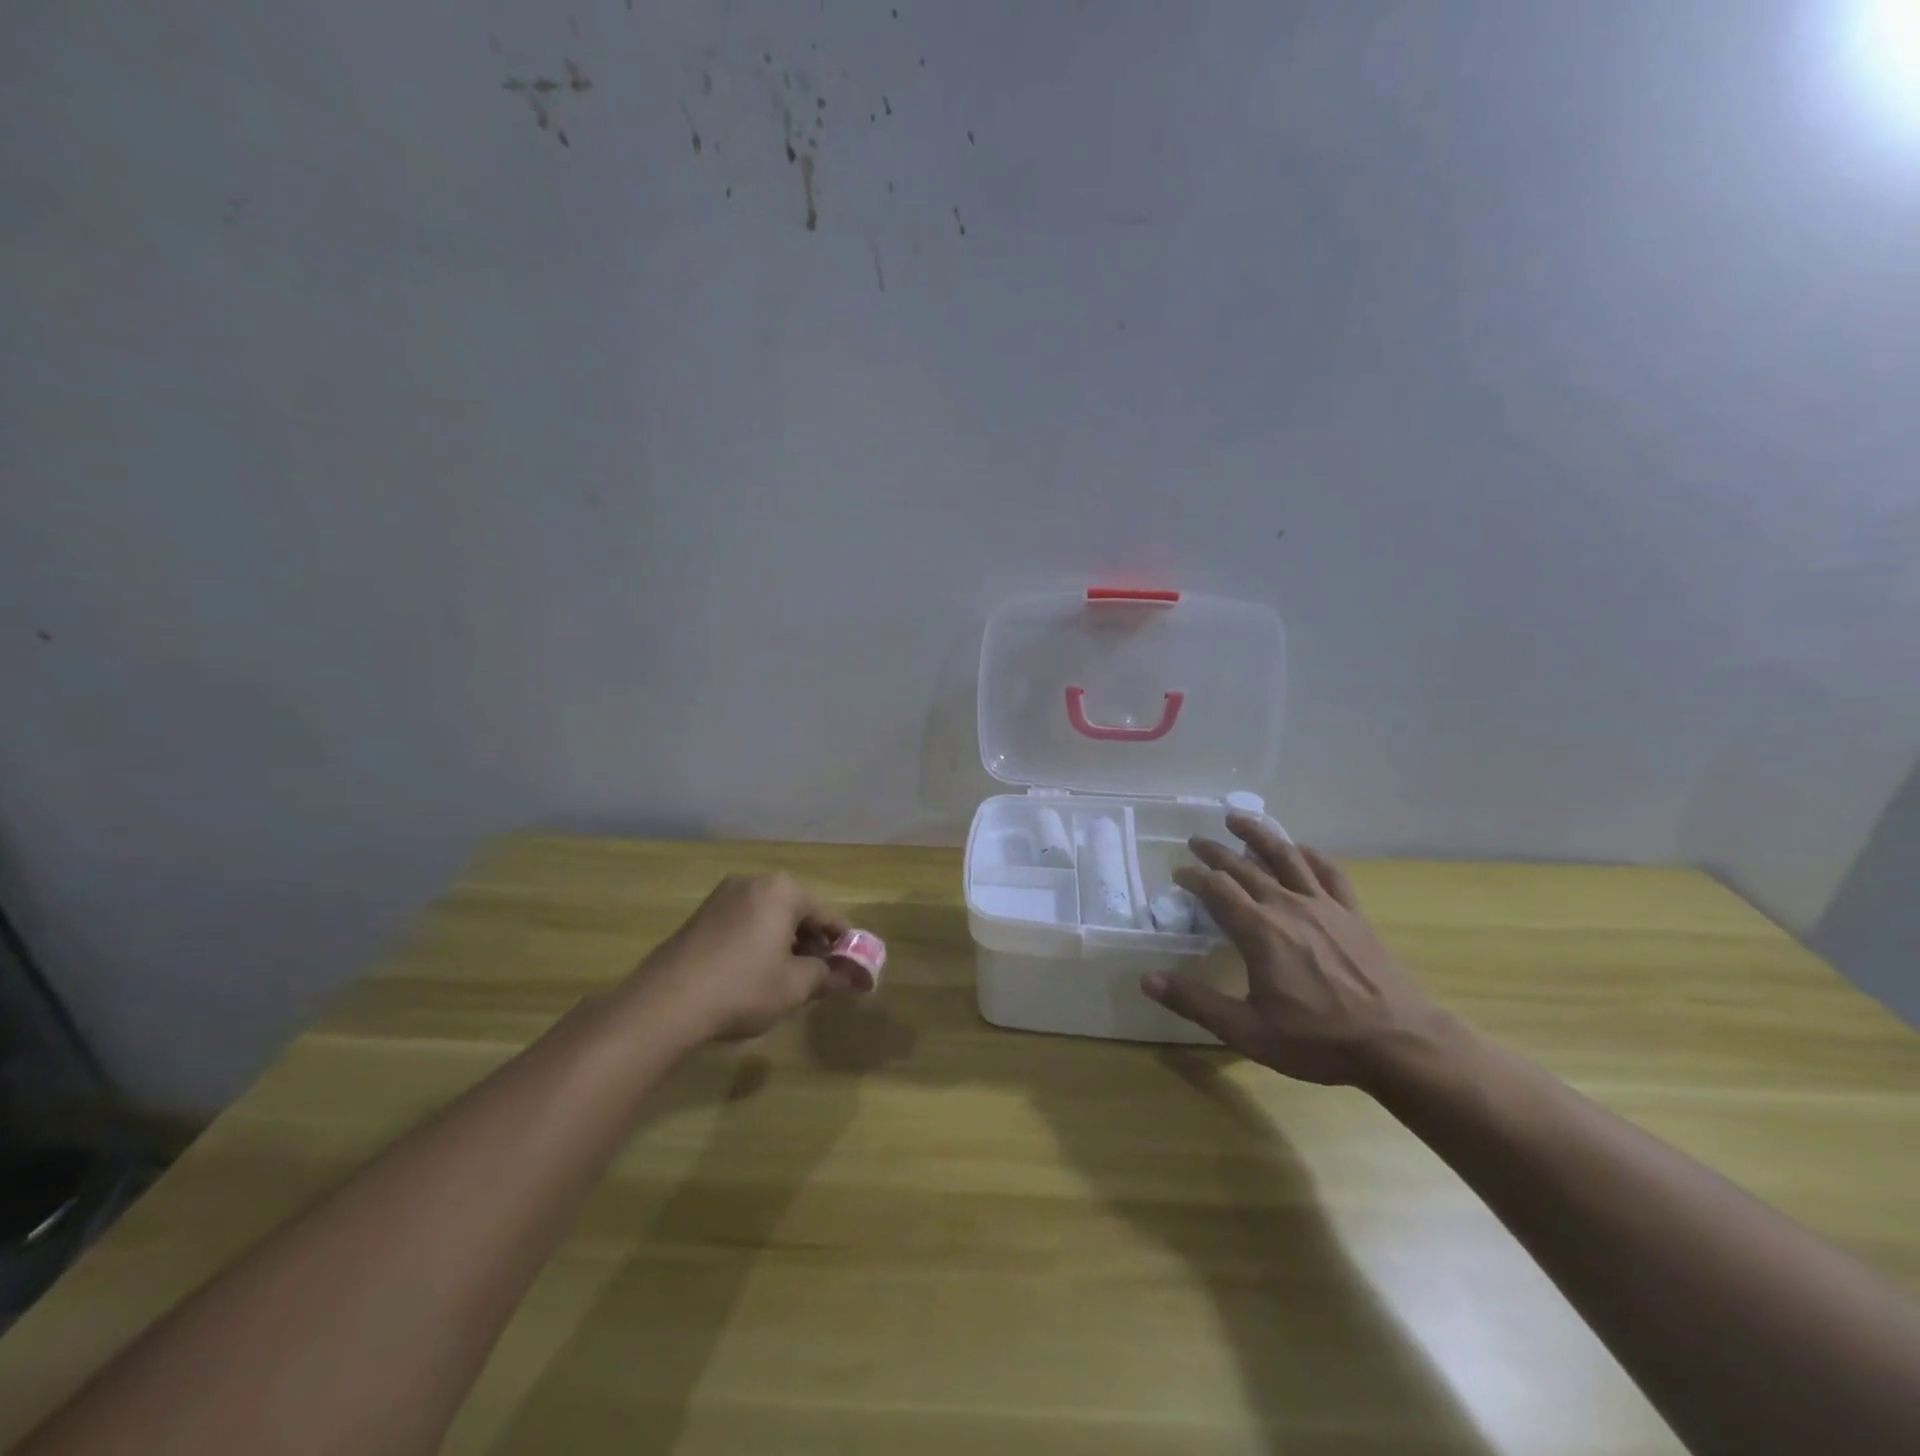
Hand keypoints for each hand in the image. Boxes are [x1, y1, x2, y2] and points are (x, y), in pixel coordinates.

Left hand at [632, 874, 857, 1041]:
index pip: (828, 914)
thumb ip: (827, 976)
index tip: (854, 969)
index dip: (844, 944)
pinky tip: (756, 975)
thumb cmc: (743, 988)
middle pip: (798, 911)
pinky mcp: (701, 916)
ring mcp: (723, 896)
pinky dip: (759, 943)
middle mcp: (754, 882)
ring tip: (790, 979)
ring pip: (770, 918)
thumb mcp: (795, 986)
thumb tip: (852, 977)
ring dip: (785, 943)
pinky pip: (744, 923)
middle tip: (822, 977)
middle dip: (813, 943)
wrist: (666, 1004)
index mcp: (783, 890)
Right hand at [1140, 813, 1449, 1086]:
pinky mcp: (1351, 912)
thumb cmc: (1319, 1039)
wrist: (1400, 1043)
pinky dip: (1309, 854)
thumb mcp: (1248, 1031)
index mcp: (1258, 930)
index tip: (1178, 873)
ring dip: (1258, 833)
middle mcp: (1287, 905)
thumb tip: (1147, 980)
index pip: (1216, 889)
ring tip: (1237, 817)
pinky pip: (1328, 872)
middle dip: (1215, 852)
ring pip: (1285, 856)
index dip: (1193, 877)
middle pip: (1243, 867)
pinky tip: (1299, 848)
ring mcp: (1323, 905)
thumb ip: (1195, 1002)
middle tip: (1196, 841)